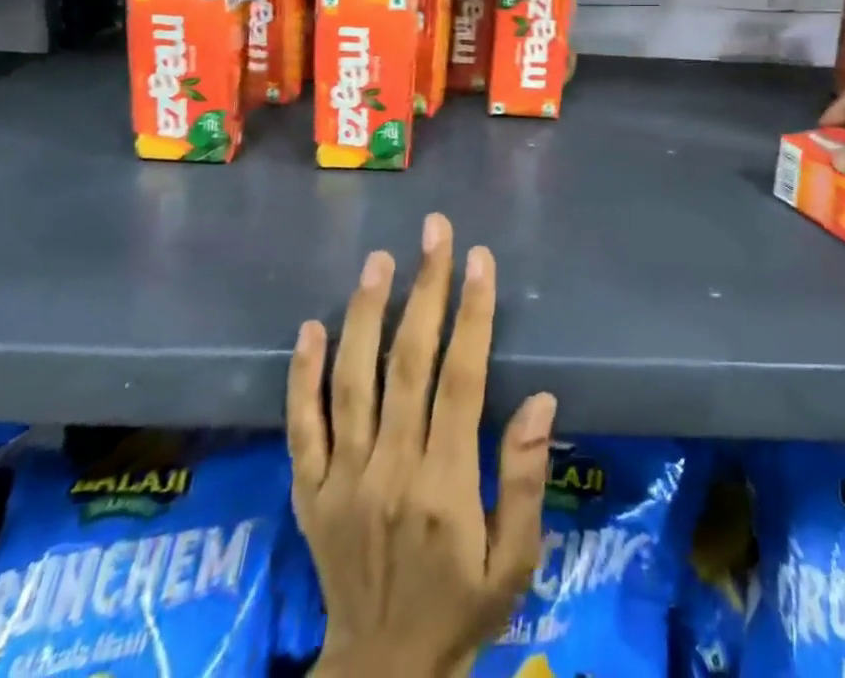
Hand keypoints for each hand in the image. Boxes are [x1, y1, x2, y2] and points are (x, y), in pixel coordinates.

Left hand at [290, 213, 557, 677]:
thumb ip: (526, 480)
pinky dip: (302, 375)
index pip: (461, 379)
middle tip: (434, 232)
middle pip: (408, 363)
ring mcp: (342, 479)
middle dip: (425, 289)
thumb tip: (542, 399)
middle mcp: (390, 470)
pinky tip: (311, 326)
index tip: (479, 259)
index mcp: (446, 485)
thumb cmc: (460, 611)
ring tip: (379, 260)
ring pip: (352, 381)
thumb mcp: (515, 564)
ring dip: (365, 314)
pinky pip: (302, 426)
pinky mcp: (309, 492)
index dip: (472, 314)